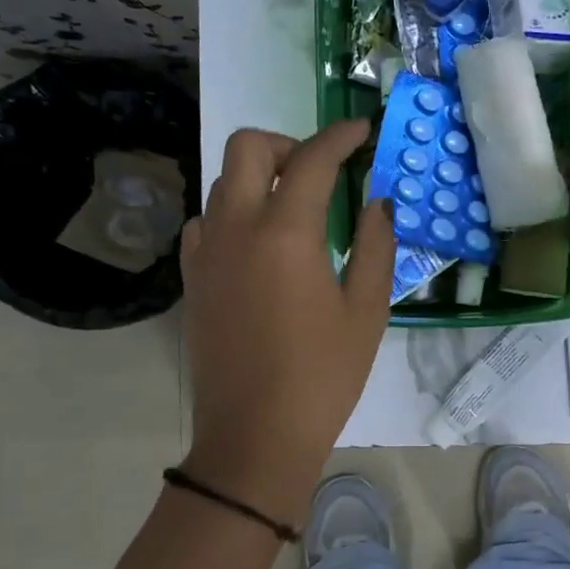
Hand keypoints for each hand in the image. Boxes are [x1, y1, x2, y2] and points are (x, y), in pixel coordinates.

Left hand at [179, 120, 394, 522]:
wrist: (254, 437)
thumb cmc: (322, 377)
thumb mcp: (366, 312)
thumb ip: (376, 246)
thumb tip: (377, 203)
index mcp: (286, 234)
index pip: (313, 160)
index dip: (341, 137)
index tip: (361, 131)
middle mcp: (236, 228)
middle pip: (248, 147)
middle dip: (288, 145)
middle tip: (320, 173)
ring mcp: (206, 252)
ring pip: (223, 181)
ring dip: (260, 177)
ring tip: (294, 210)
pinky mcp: (192, 278)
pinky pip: (207, 220)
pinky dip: (234, 212)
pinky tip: (259, 244)